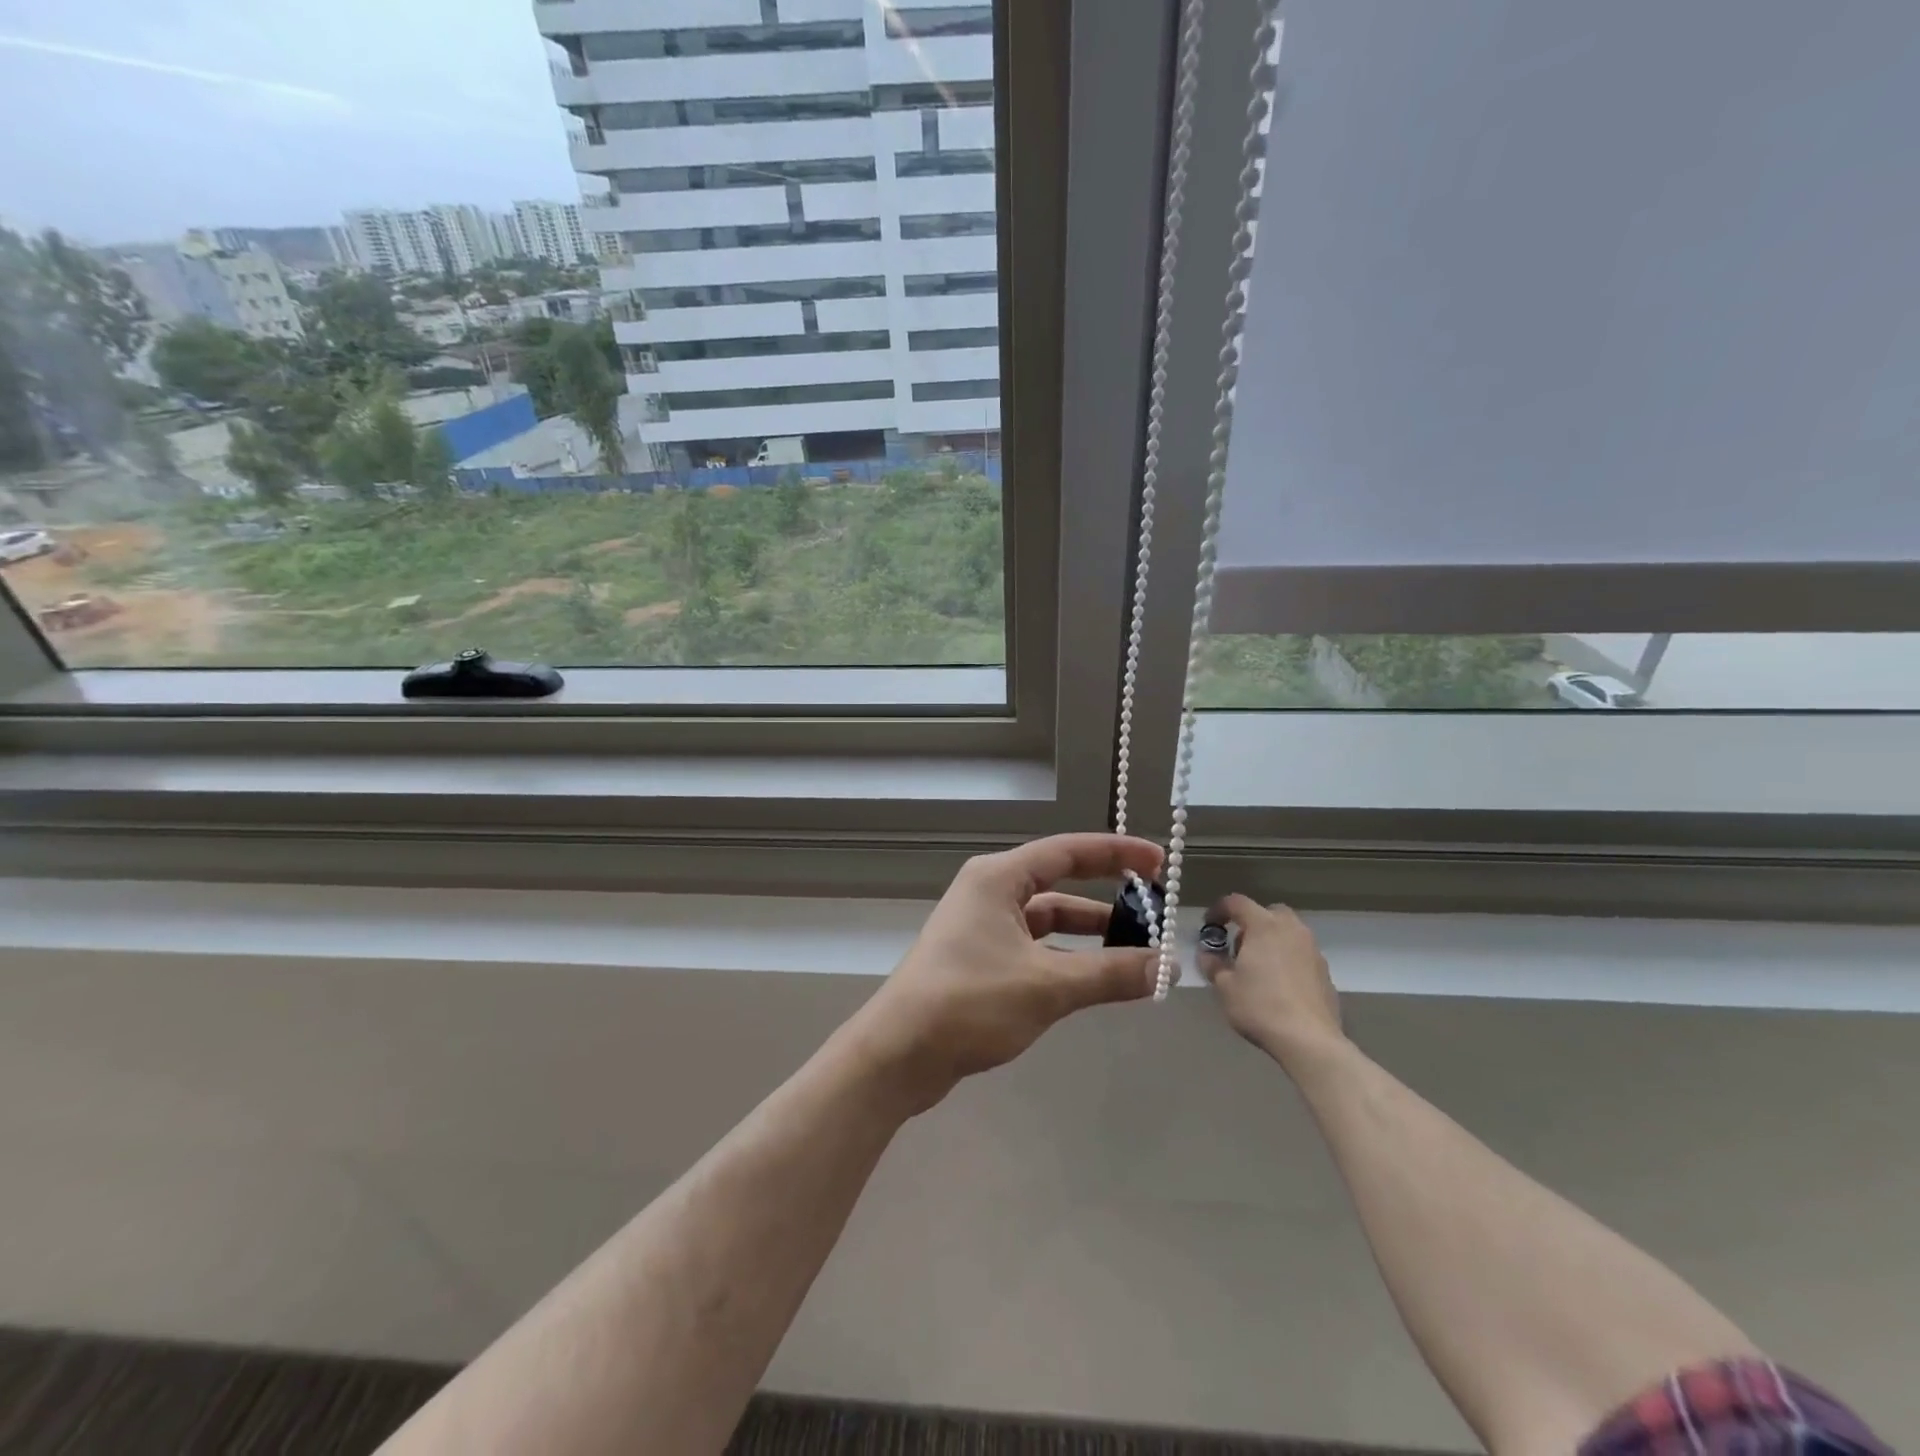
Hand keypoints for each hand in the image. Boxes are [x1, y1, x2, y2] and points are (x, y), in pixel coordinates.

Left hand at [854, 833, 1164, 1111]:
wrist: (898, 1054)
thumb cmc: (969, 1002)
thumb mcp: (1047, 986)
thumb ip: (1110, 973)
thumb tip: (1168, 966)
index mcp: (998, 878)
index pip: (1068, 851)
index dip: (1116, 852)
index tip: (1158, 862)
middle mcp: (988, 892)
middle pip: (1058, 882)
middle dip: (1106, 894)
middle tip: (1153, 908)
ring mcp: (981, 927)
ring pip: (1047, 920)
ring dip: (1088, 933)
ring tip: (1135, 950)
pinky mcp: (978, 959)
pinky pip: (1034, 946)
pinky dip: (1065, 957)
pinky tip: (1093, 979)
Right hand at [1197, 895, 1344, 1065]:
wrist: (1309, 1040)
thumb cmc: (1260, 1006)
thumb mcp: (1224, 986)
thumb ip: (1212, 963)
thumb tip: (1208, 953)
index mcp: (1264, 925)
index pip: (1236, 902)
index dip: (1218, 910)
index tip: (1208, 926)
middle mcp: (1291, 929)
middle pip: (1268, 913)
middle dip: (1250, 924)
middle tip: (1238, 948)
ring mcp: (1312, 950)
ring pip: (1287, 932)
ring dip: (1270, 941)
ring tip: (1258, 969)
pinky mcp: (1325, 971)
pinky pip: (1300, 954)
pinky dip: (1287, 959)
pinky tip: (1279, 986)